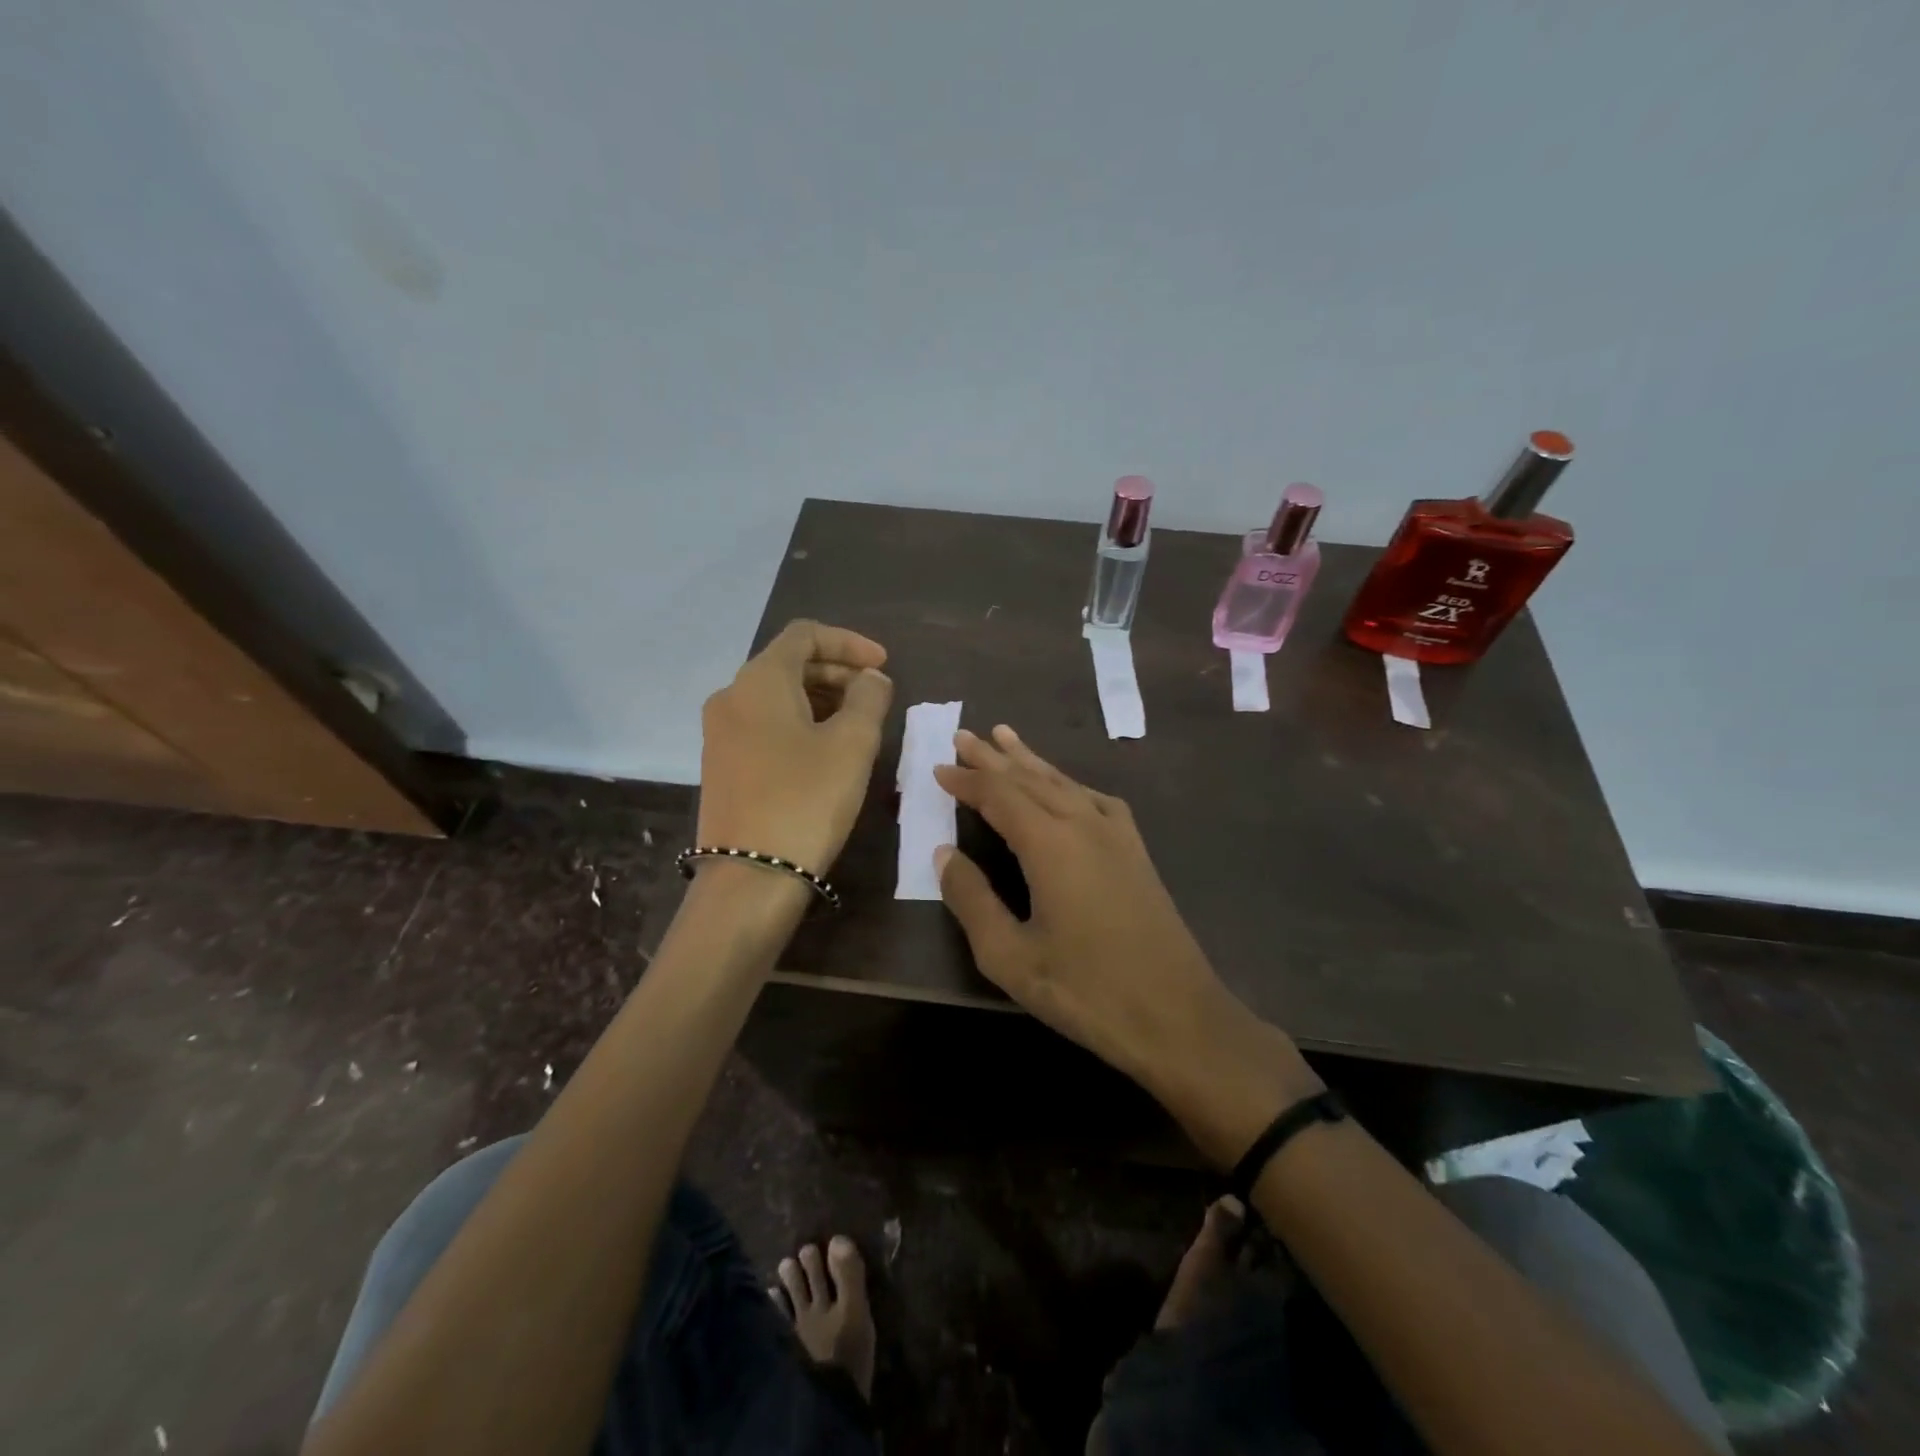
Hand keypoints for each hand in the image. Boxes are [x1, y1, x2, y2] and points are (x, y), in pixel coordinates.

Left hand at [696, 621, 892, 876]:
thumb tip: (870, 679)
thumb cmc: (807, 799)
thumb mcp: (852, 743)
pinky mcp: (722, 763)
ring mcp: (720, 732)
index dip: (849, 642)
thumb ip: (868, 698)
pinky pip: (765, 723)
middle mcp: (731, 696)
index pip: (805, 634)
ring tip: (858, 722)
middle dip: (837, 671)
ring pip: (776, 695)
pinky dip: (799, 721)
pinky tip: (826, 748)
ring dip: (820, 697)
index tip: (884, 665)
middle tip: (876, 694)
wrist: (750, 876)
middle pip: (788, 663)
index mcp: (759, 680)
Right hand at [934, 725, 1317, 1163]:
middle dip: (995, 758)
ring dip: (1031, 761)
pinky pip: (1094, 799)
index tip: (939, 768)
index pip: (999, 795)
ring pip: (1064, 783)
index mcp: (1050, 844)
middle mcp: (1084, 824)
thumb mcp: (1010, 956)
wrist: (1177, 1016)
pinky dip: (1068, 783)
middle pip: (1031, 778)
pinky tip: (1065, 787)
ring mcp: (1117, 835)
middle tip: (964, 735)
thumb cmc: (1086, 990)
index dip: (967, 780)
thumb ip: (972, 899)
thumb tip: (945, 853)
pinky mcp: (1136, 851)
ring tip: (1007, 737)